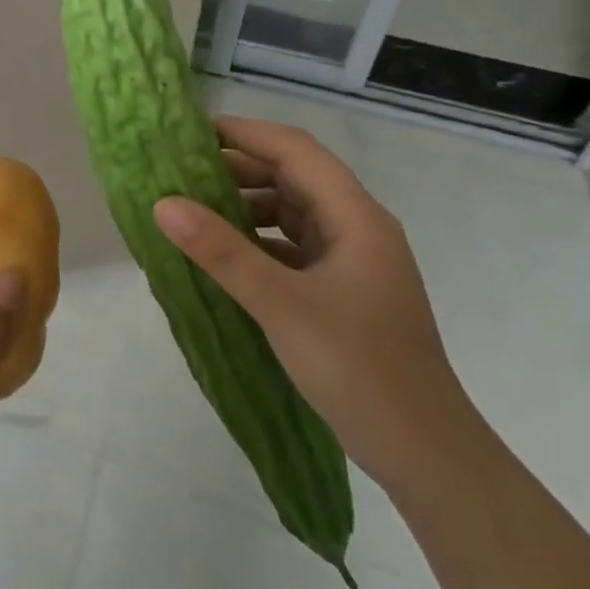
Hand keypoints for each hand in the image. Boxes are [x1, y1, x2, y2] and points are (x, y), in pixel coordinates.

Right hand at [153, 117, 476, 488]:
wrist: (426, 455)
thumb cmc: (359, 369)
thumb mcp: (281, 305)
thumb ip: (221, 251)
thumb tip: (163, 203)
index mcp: (355, 217)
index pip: (295, 150)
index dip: (244, 133)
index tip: (190, 133)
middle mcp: (357, 228)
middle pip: (293, 176)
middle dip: (237, 168)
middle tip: (180, 171)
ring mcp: (352, 261)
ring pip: (292, 212)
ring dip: (245, 205)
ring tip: (192, 209)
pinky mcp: (343, 291)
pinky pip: (292, 246)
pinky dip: (257, 240)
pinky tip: (223, 254)